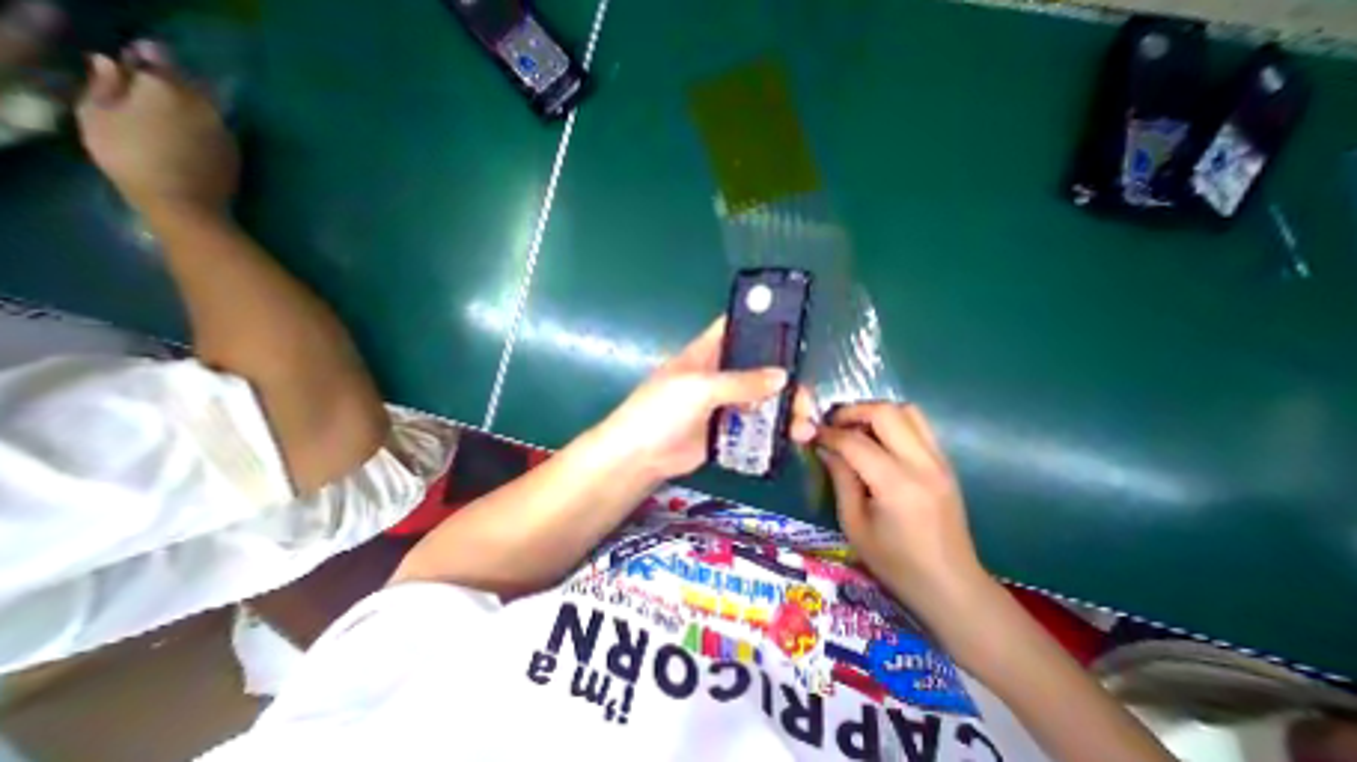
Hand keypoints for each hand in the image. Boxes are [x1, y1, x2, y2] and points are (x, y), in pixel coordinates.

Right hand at [78, 41, 235, 218]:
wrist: (185, 201)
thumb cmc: (130, 156)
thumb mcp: (98, 113)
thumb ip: (107, 85)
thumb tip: (110, 63)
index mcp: (168, 90)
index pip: (160, 61)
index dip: (146, 62)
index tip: (134, 67)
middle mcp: (206, 108)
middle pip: (189, 86)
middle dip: (171, 85)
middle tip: (149, 94)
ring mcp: (226, 132)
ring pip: (206, 108)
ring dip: (189, 108)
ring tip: (168, 118)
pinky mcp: (237, 153)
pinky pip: (217, 130)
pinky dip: (203, 127)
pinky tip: (188, 138)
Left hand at [596, 320, 813, 483]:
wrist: (641, 455)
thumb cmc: (662, 409)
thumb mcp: (699, 388)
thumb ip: (741, 382)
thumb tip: (782, 377)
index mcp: (707, 352)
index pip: (736, 327)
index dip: (761, 324)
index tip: (794, 329)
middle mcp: (718, 374)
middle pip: (758, 368)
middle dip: (784, 380)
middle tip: (805, 399)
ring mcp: (723, 403)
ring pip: (761, 399)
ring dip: (784, 410)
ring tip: (803, 427)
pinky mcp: (725, 429)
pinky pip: (755, 425)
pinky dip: (773, 430)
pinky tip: (791, 438)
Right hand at [808, 401, 992, 615]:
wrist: (952, 587)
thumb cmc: (896, 564)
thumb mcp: (854, 525)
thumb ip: (840, 479)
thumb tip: (825, 448)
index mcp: (897, 486)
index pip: (855, 442)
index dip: (828, 433)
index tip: (811, 433)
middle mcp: (923, 465)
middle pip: (886, 412)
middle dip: (852, 411)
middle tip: (832, 424)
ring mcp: (940, 461)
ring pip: (907, 411)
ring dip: (875, 412)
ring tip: (854, 428)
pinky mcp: (946, 464)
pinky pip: (918, 426)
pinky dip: (892, 422)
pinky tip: (876, 441)